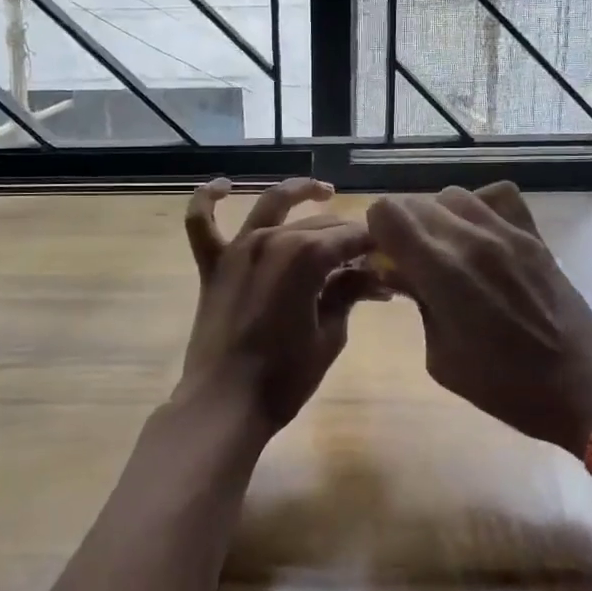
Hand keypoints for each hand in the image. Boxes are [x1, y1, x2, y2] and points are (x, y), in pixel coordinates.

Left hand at [176, 177, 382, 436]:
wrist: (226, 404)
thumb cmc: (285, 376)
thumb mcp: (330, 335)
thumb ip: (349, 294)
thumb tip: (374, 275)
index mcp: (307, 256)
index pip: (350, 238)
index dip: (373, 246)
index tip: (390, 257)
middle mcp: (273, 240)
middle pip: (319, 224)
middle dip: (347, 236)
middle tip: (366, 257)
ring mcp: (239, 249)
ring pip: (270, 205)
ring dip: (298, 192)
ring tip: (323, 190)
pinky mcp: (212, 264)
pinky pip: (201, 223)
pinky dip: (208, 199)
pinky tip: (222, 186)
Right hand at [367, 182, 591, 454]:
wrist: (581, 385)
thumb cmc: (503, 384)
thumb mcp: (440, 356)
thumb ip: (417, 303)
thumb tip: (400, 271)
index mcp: (440, 270)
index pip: (387, 212)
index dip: (377, 232)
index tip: (385, 259)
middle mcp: (470, 238)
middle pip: (415, 202)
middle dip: (403, 228)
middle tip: (412, 263)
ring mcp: (506, 231)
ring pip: (453, 195)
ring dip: (439, 217)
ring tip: (448, 250)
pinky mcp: (534, 234)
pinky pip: (498, 196)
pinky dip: (481, 207)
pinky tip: (483, 237)